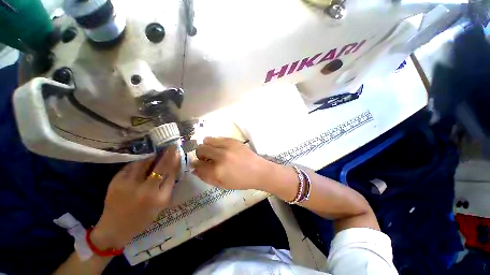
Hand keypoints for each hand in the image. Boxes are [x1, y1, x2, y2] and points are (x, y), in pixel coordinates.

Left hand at [91, 145, 180, 249]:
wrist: (114, 228)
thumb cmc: (143, 218)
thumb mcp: (161, 204)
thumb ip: (168, 185)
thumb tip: (174, 167)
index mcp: (159, 198)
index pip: (171, 174)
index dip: (175, 161)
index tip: (178, 152)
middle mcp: (145, 190)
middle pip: (160, 167)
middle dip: (168, 154)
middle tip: (172, 146)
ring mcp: (129, 185)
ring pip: (144, 163)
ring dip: (152, 157)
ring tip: (156, 155)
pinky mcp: (116, 181)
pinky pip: (131, 166)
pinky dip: (139, 163)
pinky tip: (142, 163)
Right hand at [192, 137, 276, 189]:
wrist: (258, 171)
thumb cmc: (241, 181)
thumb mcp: (222, 184)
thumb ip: (206, 177)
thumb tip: (195, 169)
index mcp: (217, 170)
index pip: (197, 164)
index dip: (195, 164)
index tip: (197, 164)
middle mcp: (220, 156)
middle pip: (200, 149)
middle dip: (200, 154)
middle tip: (206, 158)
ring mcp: (227, 146)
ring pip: (207, 140)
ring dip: (207, 146)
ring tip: (213, 151)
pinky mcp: (233, 140)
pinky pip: (218, 137)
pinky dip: (216, 142)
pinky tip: (221, 148)